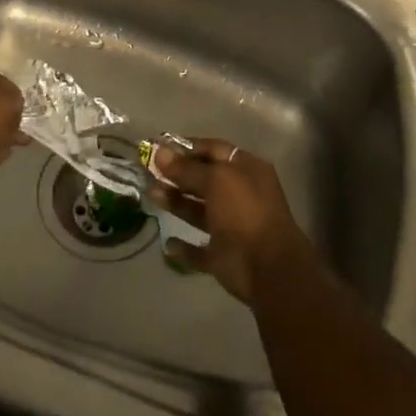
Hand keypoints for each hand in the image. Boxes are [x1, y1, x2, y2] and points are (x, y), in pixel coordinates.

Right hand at [147, 140, 313, 305]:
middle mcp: (240, 195)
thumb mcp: (217, 180)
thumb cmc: (244, 212)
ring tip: (150, 195)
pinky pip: (199, 250)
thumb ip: (187, 168)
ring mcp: (232, 227)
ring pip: (199, 212)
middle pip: (204, 180)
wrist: (268, 268)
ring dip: (176, 203)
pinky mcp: (223, 256)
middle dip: (177, 175)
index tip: (159, 147)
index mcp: (246, 170)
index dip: (187, 147)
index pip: (213, 150)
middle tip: (147, 171)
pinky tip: (168, 243)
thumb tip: (159, 152)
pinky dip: (184, 248)